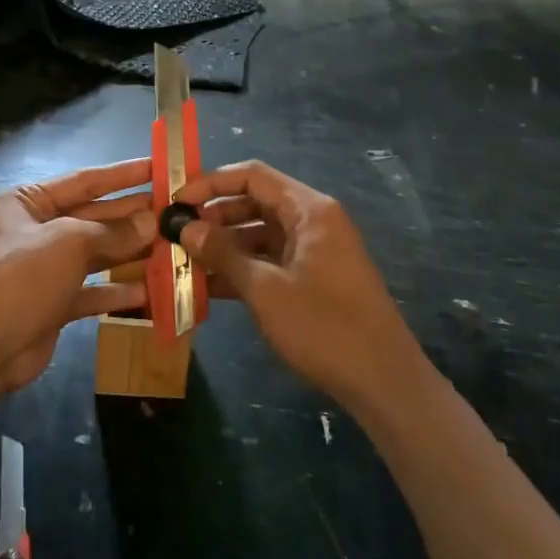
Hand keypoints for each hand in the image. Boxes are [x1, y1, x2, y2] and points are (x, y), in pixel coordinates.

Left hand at [0, 158, 156, 395]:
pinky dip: (115, 291)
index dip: (122, 175)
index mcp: (27, 202)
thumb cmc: (22, 276)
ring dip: (128, 252)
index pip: (83, 180)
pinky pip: (90, 290)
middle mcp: (34, 230)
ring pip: (94, 254)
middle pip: (91, 217)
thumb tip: (152, 222)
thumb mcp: (69, 243)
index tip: (157, 167)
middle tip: (172, 211)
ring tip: (168, 246)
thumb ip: (113, 232)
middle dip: (130, 216)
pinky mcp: (52, 303)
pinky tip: (148, 291)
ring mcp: (43, 269)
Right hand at [175, 160, 424, 413]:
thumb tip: (186, 227)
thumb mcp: (266, 289)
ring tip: (183, 261)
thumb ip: (224, 253)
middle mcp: (312, 221)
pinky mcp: (313, 278)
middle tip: (175, 233)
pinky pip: (270, 260)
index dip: (211, 182)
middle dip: (214, 216)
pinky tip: (208, 286)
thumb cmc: (324, 327)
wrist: (384, 382)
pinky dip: (242, 268)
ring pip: (259, 234)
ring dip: (224, 245)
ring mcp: (314, 251)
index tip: (176, 199)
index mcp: (309, 210)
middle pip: (255, 202)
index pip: (253, 176)